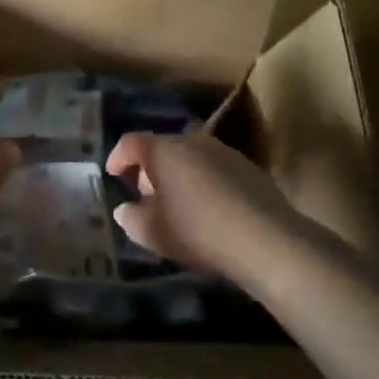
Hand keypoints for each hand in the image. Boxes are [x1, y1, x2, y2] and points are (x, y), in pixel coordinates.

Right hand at [108, 129, 300, 280]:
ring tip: (178, 203)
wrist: (265, 239)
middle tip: (145, 195)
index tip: (113, 174)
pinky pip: (213, 167)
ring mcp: (222, 150)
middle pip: (162, 147)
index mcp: (163, 150)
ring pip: (190, 156)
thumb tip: (125, 209)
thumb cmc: (197, 231)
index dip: (118, 156)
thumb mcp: (153, 233)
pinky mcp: (247, 166)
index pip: (131, 142)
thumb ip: (131, 218)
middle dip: (149, 168)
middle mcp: (191, 140)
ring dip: (179, 174)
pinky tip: (208, 208)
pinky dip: (203, 180)